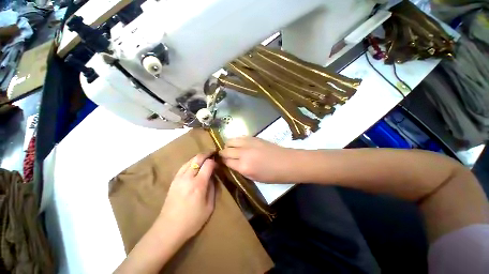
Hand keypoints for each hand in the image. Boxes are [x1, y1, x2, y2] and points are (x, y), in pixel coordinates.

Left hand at [158, 154, 215, 241]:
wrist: (169, 229)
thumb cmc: (192, 220)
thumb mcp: (209, 206)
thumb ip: (213, 188)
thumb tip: (214, 177)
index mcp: (198, 184)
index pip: (208, 164)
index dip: (214, 161)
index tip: (218, 163)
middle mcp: (188, 178)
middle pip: (198, 158)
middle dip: (207, 153)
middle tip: (213, 153)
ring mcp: (179, 178)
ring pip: (190, 160)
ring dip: (199, 156)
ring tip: (205, 157)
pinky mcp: (173, 180)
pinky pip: (183, 166)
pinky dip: (191, 162)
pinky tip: (194, 164)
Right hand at [219, 137, 296, 182]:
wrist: (287, 162)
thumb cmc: (273, 175)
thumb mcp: (254, 178)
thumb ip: (241, 170)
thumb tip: (231, 164)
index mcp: (244, 167)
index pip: (226, 162)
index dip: (222, 162)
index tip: (221, 162)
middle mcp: (243, 154)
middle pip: (226, 150)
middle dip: (222, 153)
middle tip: (224, 156)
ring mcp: (249, 143)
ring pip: (230, 141)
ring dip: (228, 145)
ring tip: (230, 149)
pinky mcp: (254, 137)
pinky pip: (240, 137)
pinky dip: (236, 140)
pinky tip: (239, 144)